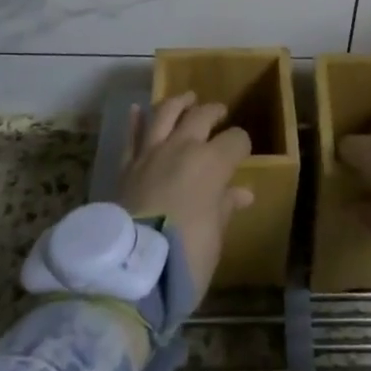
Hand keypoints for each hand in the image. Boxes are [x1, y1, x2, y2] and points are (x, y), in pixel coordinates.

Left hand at [115, 91, 253, 305]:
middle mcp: (182, 147)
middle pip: (201, 116)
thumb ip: (225, 206)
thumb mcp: (215, 235)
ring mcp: (151, 153)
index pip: (235, 140)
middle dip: (213, 112)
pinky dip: (135, 121)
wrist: (131, 271)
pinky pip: (131, 136)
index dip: (242, 145)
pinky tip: (137, 110)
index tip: (243, 153)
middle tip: (219, 113)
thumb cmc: (186, 255)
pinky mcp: (127, 166)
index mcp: (212, 163)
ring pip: (164, 114)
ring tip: (186, 99)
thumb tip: (242, 193)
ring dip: (178, 103)